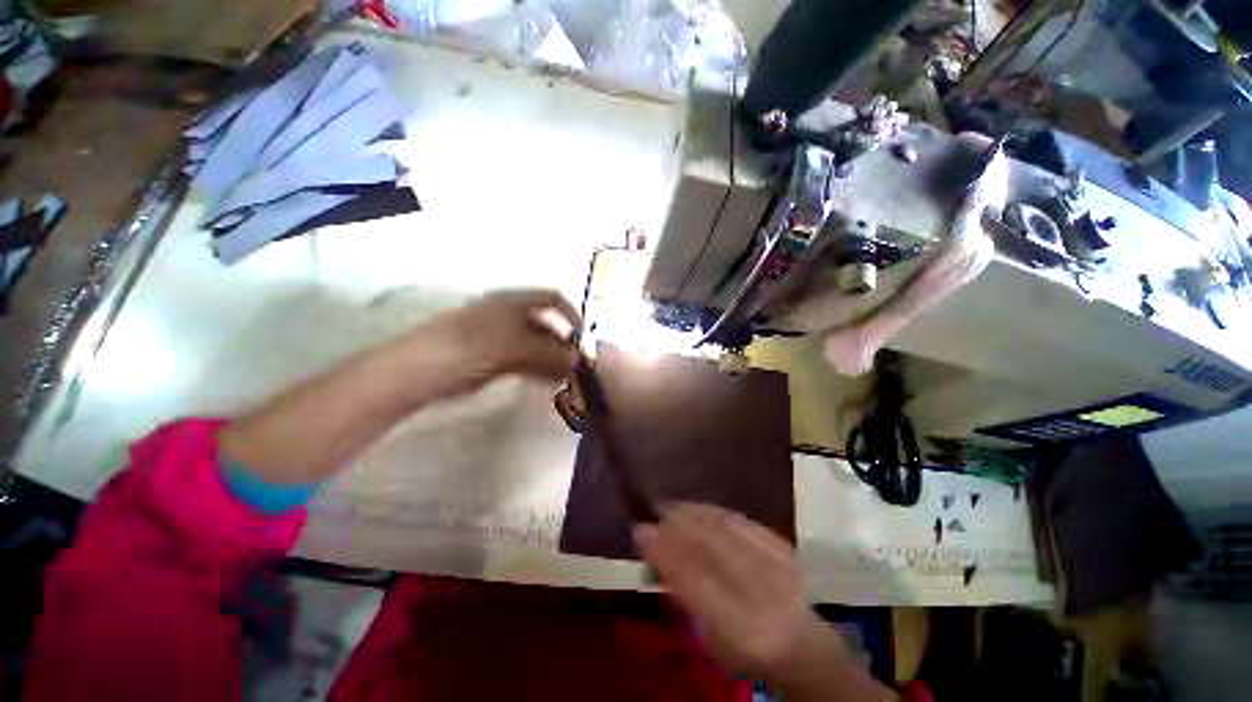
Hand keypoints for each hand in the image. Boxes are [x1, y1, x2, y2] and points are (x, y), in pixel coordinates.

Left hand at [408, 289, 580, 397]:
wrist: (419, 370)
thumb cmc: (470, 348)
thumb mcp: (514, 348)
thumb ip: (549, 354)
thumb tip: (578, 361)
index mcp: (513, 302)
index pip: (552, 299)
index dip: (571, 315)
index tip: (582, 338)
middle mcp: (510, 315)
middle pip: (546, 324)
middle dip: (563, 343)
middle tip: (577, 365)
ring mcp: (501, 337)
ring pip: (537, 345)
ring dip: (554, 359)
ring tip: (567, 377)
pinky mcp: (494, 356)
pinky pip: (525, 359)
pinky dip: (540, 368)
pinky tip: (550, 381)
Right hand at [634, 504, 891, 700]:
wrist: (804, 646)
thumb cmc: (747, 649)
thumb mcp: (709, 637)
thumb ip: (683, 594)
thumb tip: (653, 549)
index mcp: (740, 630)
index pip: (693, 582)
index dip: (664, 551)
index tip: (639, 530)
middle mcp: (761, 596)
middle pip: (710, 548)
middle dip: (676, 526)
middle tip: (653, 513)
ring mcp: (778, 568)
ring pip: (726, 529)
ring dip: (694, 513)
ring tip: (672, 506)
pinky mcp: (784, 548)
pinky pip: (742, 520)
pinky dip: (715, 511)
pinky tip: (700, 507)